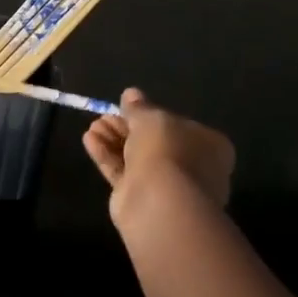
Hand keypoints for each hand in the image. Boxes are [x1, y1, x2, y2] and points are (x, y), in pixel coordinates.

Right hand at [83, 88, 234, 222]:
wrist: (160, 202)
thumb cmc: (167, 150)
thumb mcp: (151, 118)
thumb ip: (139, 107)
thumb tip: (131, 95)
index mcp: (208, 145)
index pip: (179, 126)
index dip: (153, 116)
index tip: (129, 108)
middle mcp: (191, 166)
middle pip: (154, 141)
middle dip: (126, 127)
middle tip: (104, 115)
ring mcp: (167, 185)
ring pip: (136, 156)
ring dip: (114, 139)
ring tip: (94, 125)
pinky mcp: (141, 198)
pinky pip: (123, 171)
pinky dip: (107, 155)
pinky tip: (89, 140)